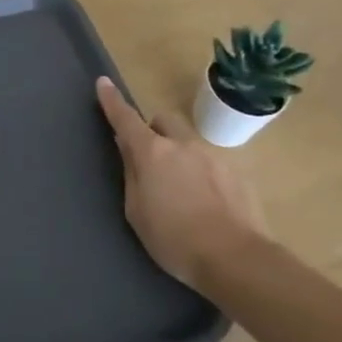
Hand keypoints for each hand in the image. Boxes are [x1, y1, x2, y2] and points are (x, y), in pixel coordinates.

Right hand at [95, 77, 268, 287]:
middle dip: (153, 131)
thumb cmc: (173, 239)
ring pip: (189, 143)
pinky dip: (202, 174)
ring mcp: (214, 156)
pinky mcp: (238, 173)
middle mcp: (183, 145)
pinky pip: (211, 163)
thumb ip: (131, 173)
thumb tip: (127, 147)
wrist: (236, 259)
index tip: (103, 83)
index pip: (126, 118)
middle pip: (163, 121)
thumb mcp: (136, 211)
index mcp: (152, 153)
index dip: (112, 101)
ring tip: (182, 192)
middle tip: (149, 159)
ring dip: (179, 155)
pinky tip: (206, 204)